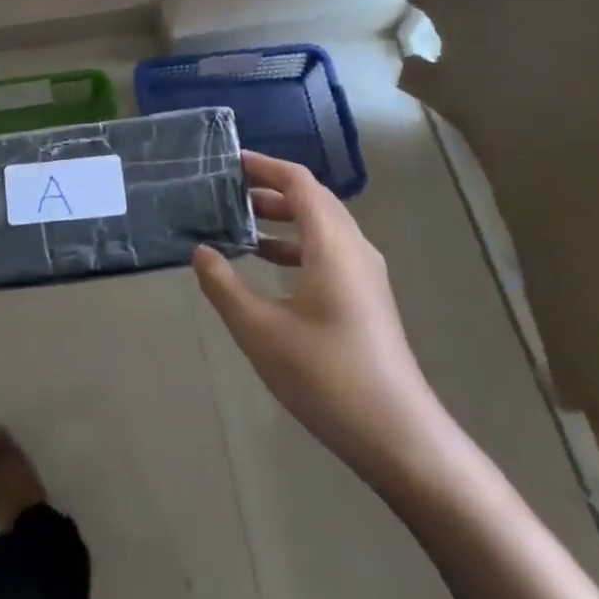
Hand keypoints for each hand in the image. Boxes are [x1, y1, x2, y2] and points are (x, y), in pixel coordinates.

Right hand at [192, 151, 451, 487]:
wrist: (398, 437)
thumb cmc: (326, 375)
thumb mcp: (260, 330)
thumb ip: (224, 285)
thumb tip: (200, 250)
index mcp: (333, 244)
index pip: (299, 183)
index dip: (264, 166)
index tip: (228, 162)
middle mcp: (354, 249)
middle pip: (312, 200)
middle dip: (269, 190)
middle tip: (225, 191)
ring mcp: (365, 275)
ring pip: (321, 227)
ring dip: (281, 218)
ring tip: (237, 223)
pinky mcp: (366, 299)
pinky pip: (327, 251)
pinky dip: (294, 245)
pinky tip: (266, 265)